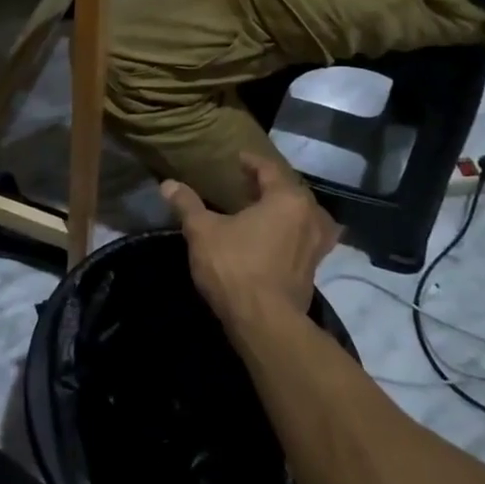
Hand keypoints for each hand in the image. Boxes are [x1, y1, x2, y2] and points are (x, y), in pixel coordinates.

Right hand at [163, 154, 339, 327]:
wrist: (265, 323)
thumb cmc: (235, 267)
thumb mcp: (203, 231)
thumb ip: (188, 204)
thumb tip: (168, 184)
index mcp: (287, 199)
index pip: (270, 169)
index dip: (252, 162)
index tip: (237, 160)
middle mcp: (310, 217)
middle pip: (290, 191)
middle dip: (270, 186)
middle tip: (247, 184)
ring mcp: (317, 246)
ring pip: (302, 216)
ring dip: (284, 211)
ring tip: (262, 211)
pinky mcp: (314, 270)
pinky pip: (303, 240)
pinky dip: (289, 233)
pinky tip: (271, 240)